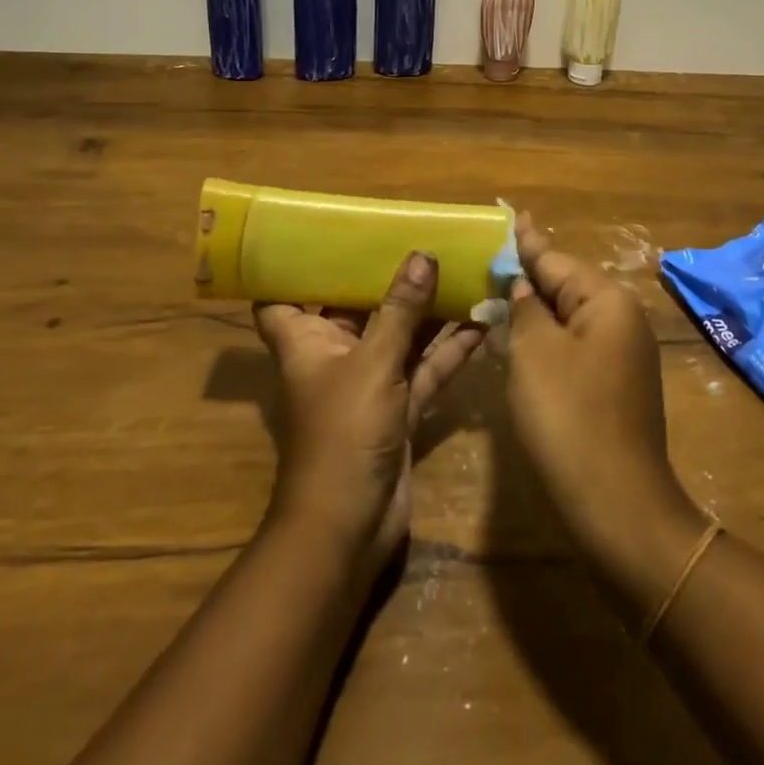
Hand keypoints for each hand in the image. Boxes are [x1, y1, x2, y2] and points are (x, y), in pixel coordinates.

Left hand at [254, 253, 485, 577]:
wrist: (348, 530)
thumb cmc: (342, 435)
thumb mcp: (372, 364)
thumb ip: (400, 310)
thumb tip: (422, 255)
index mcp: (305, 341)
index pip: (281, 297)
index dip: (292, 268)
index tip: (318, 233)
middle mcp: (334, 355)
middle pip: (355, 306)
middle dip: (384, 276)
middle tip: (416, 235)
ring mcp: (369, 383)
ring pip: (398, 335)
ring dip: (426, 310)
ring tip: (461, 269)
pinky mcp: (399, 408)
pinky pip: (425, 368)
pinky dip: (449, 349)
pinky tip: (483, 322)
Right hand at [506, 216, 702, 565]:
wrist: (617, 506)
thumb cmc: (570, 417)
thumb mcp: (535, 352)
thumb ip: (525, 308)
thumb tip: (523, 286)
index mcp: (607, 301)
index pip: (555, 260)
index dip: (525, 242)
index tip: (511, 213)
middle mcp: (622, 319)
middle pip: (565, 285)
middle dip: (527, 275)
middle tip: (489, 258)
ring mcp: (622, 354)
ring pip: (568, 317)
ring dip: (534, 309)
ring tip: (497, 290)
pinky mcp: (615, 385)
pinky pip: (574, 345)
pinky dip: (546, 339)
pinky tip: (520, 337)